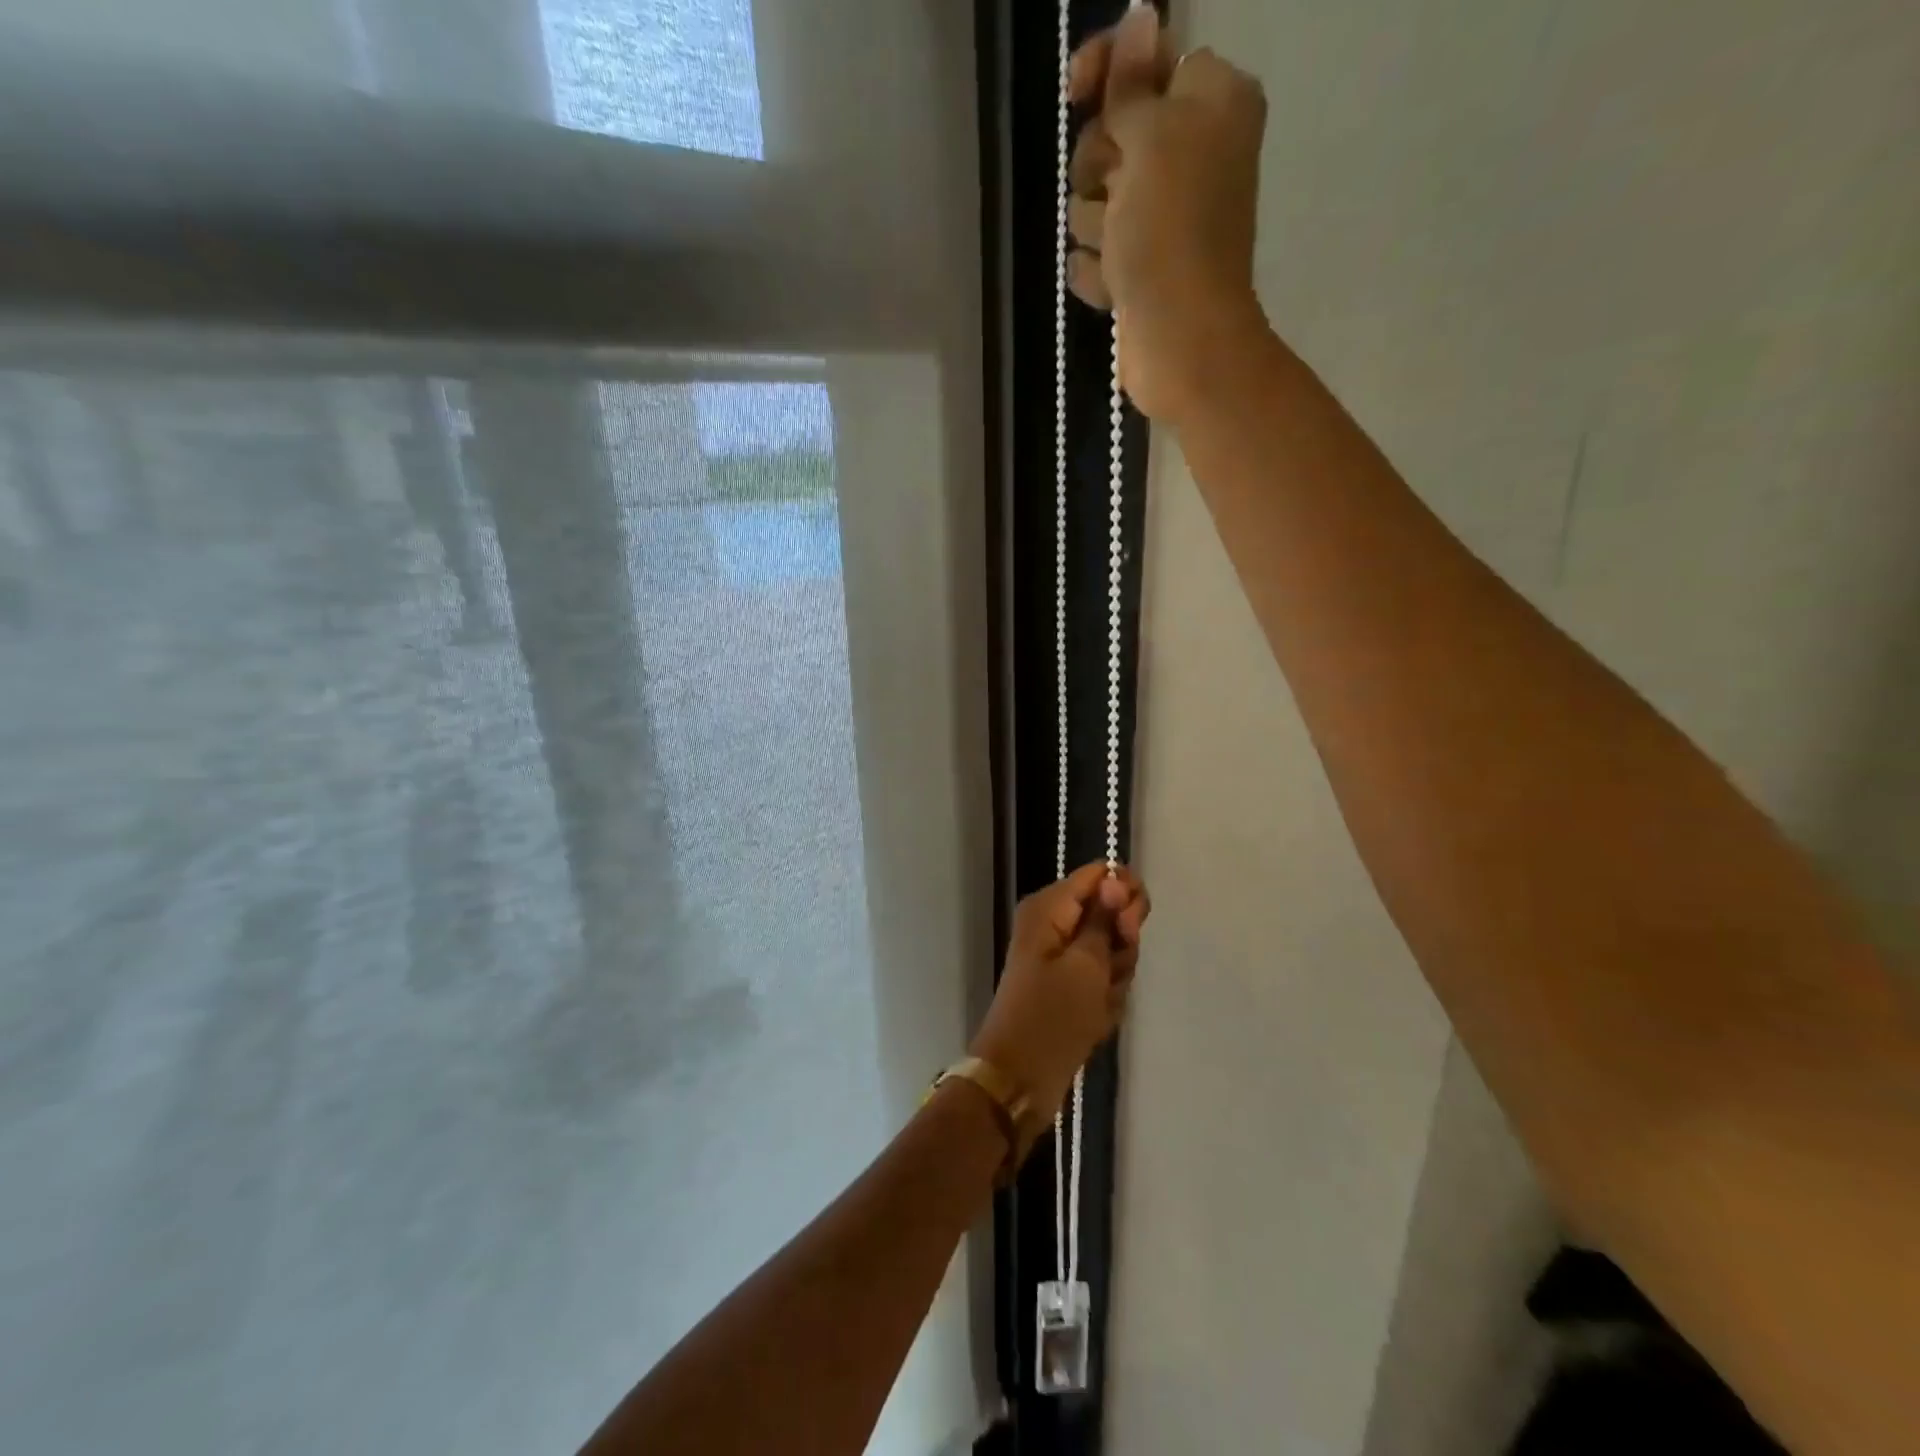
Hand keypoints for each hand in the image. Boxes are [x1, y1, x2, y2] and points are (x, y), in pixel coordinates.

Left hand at [970, 863, 1151, 1130]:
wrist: (1019, 1080)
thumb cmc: (1052, 1017)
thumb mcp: (1087, 964)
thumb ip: (1106, 918)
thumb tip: (1116, 877)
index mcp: (1050, 906)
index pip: (1102, 874)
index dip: (1126, 896)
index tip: (1130, 929)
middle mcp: (1055, 922)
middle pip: (1111, 912)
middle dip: (1122, 945)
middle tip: (1110, 973)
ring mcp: (1062, 955)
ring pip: (1112, 949)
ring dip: (1115, 977)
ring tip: (1097, 1003)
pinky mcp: (1069, 984)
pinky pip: (1103, 978)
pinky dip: (1106, 997)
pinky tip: (1095, 1019)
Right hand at [1066, 8, 1269, 424]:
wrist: (1181, 340)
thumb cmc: (1171, 231)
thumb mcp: (1151, 138)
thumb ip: (1134, 84)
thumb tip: (1141, 15)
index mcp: (1212, 103)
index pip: (1150, 58)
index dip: (1110, 69)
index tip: (1075, 90)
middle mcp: (1192, 155)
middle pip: (1115, 134)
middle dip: (1099, 165)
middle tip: (1115, 193)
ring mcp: (1164, 219)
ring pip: (1098, 200)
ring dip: (1096, 227)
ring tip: (1118, 253)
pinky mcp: (1141, 270)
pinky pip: (1097, 254)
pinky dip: (1098, 271)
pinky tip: (1114, 288)